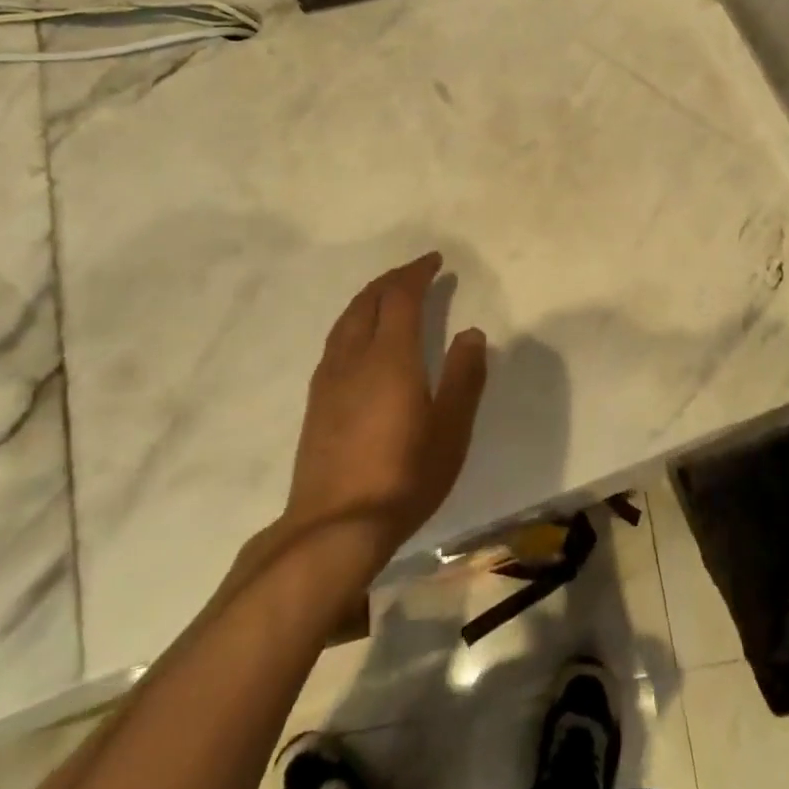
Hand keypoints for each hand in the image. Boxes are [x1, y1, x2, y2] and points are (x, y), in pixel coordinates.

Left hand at [282, 252, 487, 572]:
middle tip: (416, 273)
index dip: (417, 273)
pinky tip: (361, 340)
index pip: (400, 297)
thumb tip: (471, 332)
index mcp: (390, 357)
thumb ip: (464, 377)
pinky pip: (336, 340)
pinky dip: (354, 321)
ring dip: (369, 298)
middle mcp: (354, 357)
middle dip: (392, 279)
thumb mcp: (451, 429)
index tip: (435, 261)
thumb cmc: (404, 476)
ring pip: (347, 319)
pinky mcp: (316, 401)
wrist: (334, 527)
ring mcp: (329, 379)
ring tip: (389, 296)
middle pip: (368, 300)